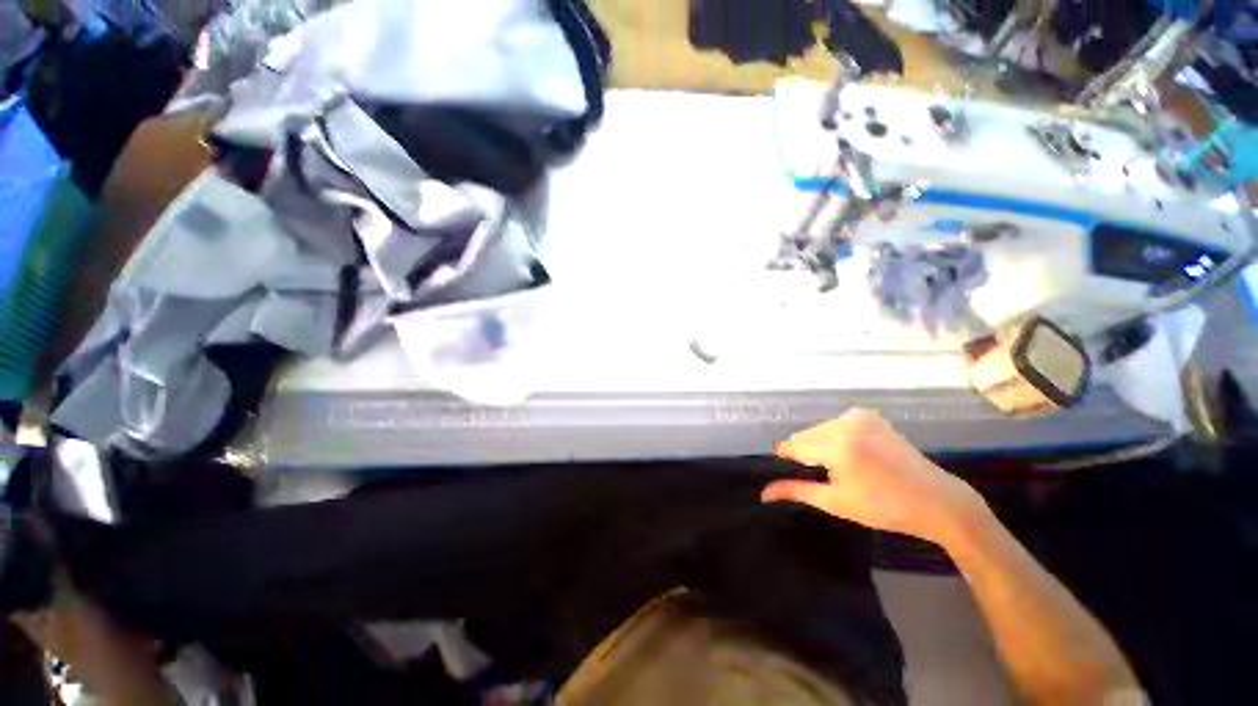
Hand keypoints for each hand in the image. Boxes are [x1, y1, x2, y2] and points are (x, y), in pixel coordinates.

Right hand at [763, 408, 988, 544]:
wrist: (936, 501)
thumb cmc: (884, 508)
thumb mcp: (836, 502)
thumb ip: (796, 491)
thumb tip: (763, 493)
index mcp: (837, 447)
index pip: (793, 446)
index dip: (787, 458)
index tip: (787, 470)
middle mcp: (845, 425)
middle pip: (806, 435)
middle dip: (806, 452)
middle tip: (824, 475)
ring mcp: (859, 417)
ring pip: (820, 428)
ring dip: (821, 444)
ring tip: (840, 466)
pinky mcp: (870, 416)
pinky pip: (837, 422)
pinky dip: (836, 434)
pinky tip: (852, 451)